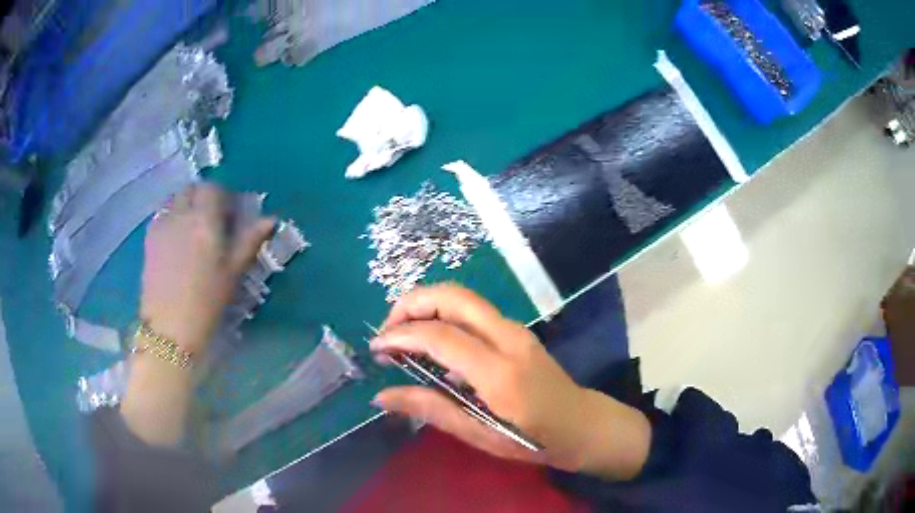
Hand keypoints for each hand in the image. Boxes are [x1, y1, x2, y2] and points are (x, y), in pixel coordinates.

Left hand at [140, 183, 274, 354]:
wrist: (169, 327)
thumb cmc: (206, 302)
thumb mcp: (233, 272)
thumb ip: (249, 241)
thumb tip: (270, 219)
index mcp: (205, 220)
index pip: (213, 189)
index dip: (222, 196)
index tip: (228, 213)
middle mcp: (181, 214)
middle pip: (191, 189)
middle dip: (201, 197)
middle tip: (209, 219)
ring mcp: (162, 224)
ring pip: (174, 200)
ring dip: (184, 205)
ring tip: (190, 229)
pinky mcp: (149, 238)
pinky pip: (161, 215)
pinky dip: (170, 218)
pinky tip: (174, 241)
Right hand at [370, 285, 650, 478]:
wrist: (583, 425)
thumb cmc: (535, 440)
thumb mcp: (480, 435)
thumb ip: (431, 410)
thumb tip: (382, 397)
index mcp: (500, 372)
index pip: (440, 336)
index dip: (401, 335)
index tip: (376, 348)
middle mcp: (509, 338)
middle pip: (453, 296)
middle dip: (411, 303)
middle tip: (386, 330)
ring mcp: (516, 329)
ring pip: (462, 297)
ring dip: (426, 306)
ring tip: (401, 335)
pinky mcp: (517, 331)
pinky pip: (472, 312)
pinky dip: (443, 316)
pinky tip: (432, 345)